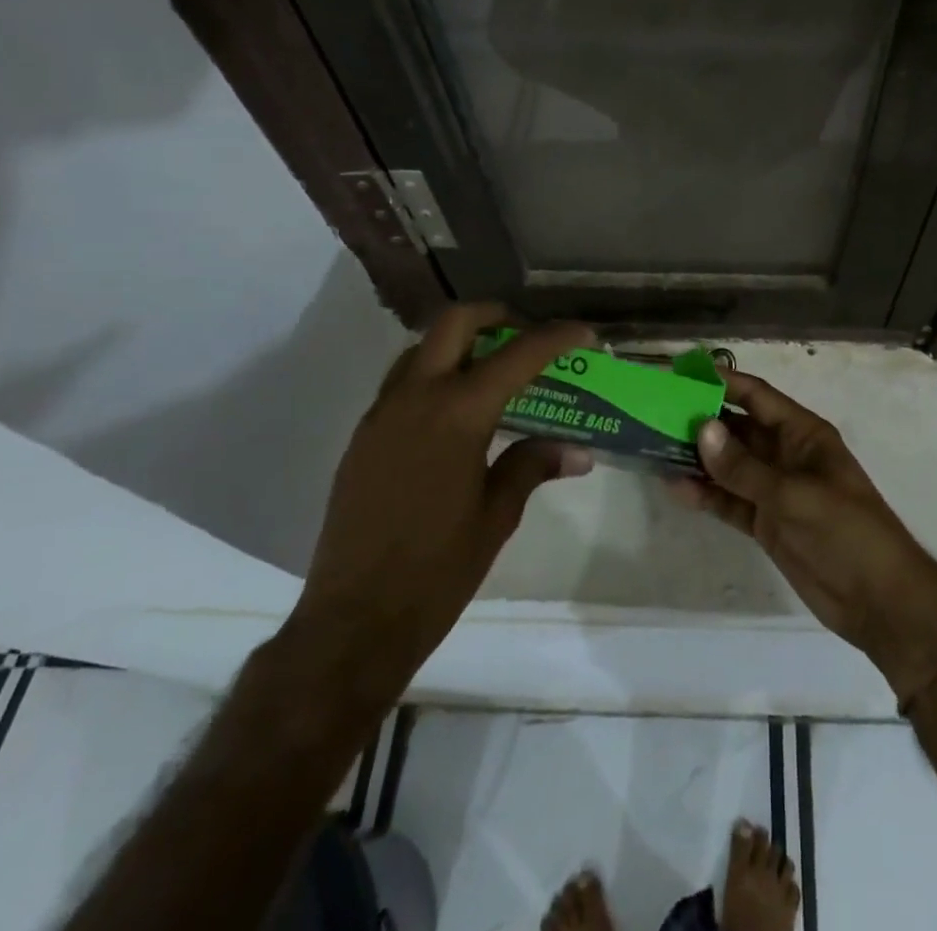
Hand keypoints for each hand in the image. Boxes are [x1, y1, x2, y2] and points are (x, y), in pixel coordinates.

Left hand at [290, 303, 594, 690]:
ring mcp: (382, 414)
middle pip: (455, 322)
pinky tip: (455, 412)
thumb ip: (533, 466)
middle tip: (526, 335)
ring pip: (422, 347)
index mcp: (458, 414)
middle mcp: (416, 398)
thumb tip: (577, 451)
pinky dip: (434, 374)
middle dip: (496, 316)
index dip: (555, 337)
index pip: (517, 355)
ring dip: (460, 343)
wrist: (353, 621)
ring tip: (493, 369)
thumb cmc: (437, 570)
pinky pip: (402, 382)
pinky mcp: (363, 436)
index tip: (583, 332)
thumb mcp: (497, 516)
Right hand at [670, 370, 936, 704]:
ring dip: (698, 459)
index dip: (722, 382)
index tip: (681, 374)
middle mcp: (785, 455)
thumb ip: (744, 467)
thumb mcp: (794, 496)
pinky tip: (675, 488)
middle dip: (701, 421)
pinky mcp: (767, 523)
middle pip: (738, 429)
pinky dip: (706, 495)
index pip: (756, 397)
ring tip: (654, 448)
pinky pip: (730, 500)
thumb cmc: (846, 532)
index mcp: (802, 434)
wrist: (879, 602)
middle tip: (654, 414)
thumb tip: (701, 428)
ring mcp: (775, 490)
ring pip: (729, 466)